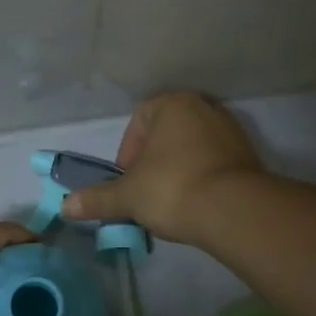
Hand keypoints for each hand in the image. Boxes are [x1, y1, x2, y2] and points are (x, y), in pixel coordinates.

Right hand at [61, 92, 263, 244]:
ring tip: (170, 203)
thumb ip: (97, 198)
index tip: (127, 182)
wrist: (235, 211)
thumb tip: (65, 206)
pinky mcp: (250, 157)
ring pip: (191, 150)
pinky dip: (201, 180)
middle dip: (152, 163)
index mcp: (173, 104)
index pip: (139, 121)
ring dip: (177, 172)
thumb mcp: (127, 196)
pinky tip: (195, 205)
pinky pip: (214, 164)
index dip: (127, 153)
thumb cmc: (172, 188)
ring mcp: (231, 131)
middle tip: (145, 193)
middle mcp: (205, 108)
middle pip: (166, 136)